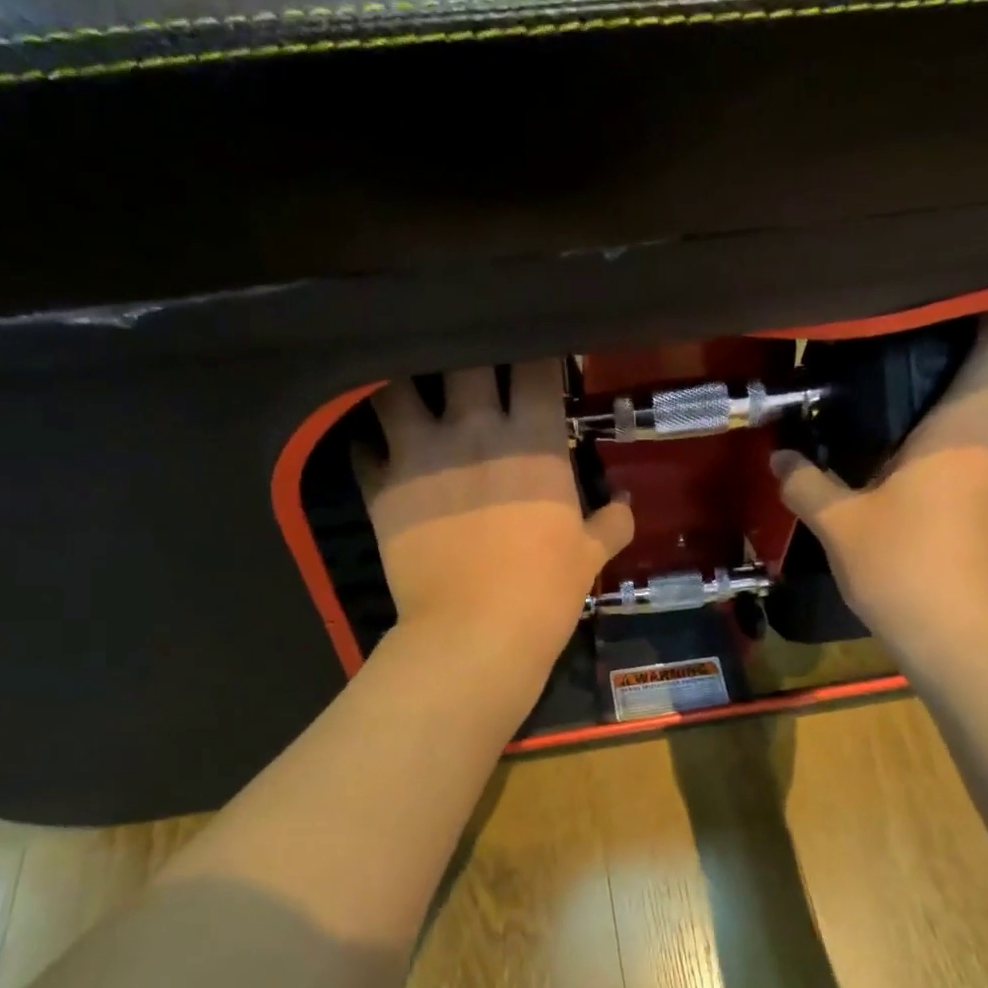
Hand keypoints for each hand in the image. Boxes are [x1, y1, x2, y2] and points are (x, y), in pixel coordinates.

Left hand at [355, 361, 633, 665]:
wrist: (476, 633)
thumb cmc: (545, 591)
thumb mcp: (590, 556)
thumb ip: (611, 523)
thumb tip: (624, 505)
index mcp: (532, 438)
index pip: (534, 367)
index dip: (535, 355)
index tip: (534, 358)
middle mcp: (474, 429)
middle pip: (463, 359)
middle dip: (468, 354)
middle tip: (469, 368)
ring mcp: (421, 453)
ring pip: (397, 388)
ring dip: (403, 385)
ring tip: (410, 392)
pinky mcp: (382, 486)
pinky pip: (362, 446)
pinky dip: (368, 442)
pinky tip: (376, 447)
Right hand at [770, 312, 987, 662]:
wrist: (955, 637)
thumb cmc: (900, 563)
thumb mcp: (838, 522)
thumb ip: (806, 484)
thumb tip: (779, 458)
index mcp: (960, 433)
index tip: (976, 302)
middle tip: (955, 375)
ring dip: (987, 420)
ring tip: (922, 425)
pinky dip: (969, 462)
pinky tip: (920, 480)